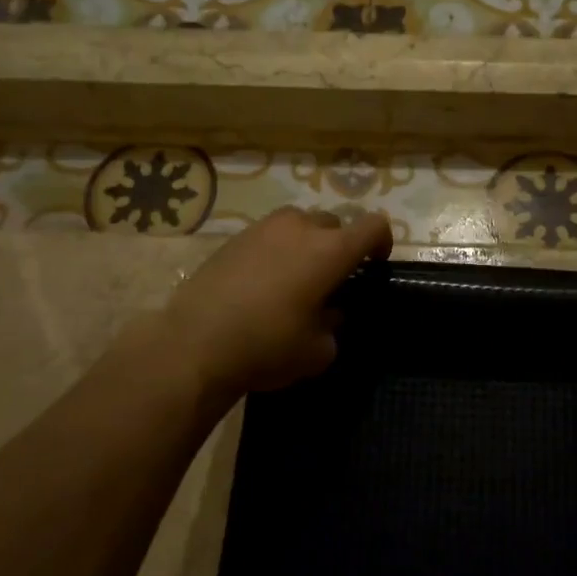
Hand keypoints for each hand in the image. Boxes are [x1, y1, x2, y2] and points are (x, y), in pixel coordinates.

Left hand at [164, 206, 392, 400]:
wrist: (194, 344)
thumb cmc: (268, 346)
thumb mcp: (318, 351)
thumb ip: (334, 327)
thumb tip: (328, 314)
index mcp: (330, 250)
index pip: (373, 226)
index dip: (382, 242)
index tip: (375, 264)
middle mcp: (300, 228)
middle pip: (333, 224)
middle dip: (338, 246)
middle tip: (330, 280)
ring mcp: (263, 228)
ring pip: (298, 225)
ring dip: (305, 244)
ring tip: (294, 278)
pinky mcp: (233, 238)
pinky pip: (267, 236)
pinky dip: (274, 252)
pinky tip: (260, 284)